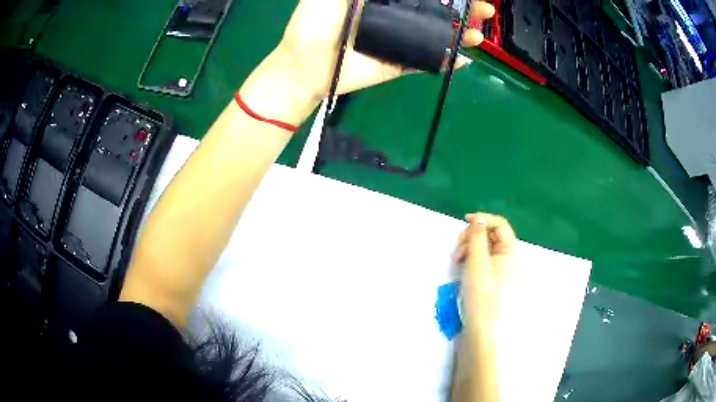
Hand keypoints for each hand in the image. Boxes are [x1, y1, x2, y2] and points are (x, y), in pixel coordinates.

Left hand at [277, 0, 495, 96]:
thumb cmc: (313, 24)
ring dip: (462, 34)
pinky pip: (427, 62)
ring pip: (438, 35)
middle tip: (485, 10)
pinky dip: (447, 62)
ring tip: (479, 34)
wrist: (304, 67)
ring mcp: (400, 40)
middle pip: (437, 11)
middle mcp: (395, 16)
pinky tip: (464, 60)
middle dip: (463, 9)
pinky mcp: (399, 64)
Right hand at [454, 213, 515, 341]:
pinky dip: (469, 255)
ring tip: (456, 257)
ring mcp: (497, 266)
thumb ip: (478, 237)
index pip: (500, 225)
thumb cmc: (480, 293)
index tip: (466, 220)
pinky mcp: (488, 275)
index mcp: (509, 252)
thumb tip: (479, 218)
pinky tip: (459, 263)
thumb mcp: (477, 262)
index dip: (484, 219)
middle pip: (490, 234)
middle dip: (472, 235)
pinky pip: (479, 256)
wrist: (478, 324)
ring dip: (468, 246)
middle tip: (458, 244)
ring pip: (483, 245)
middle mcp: (506, 256)